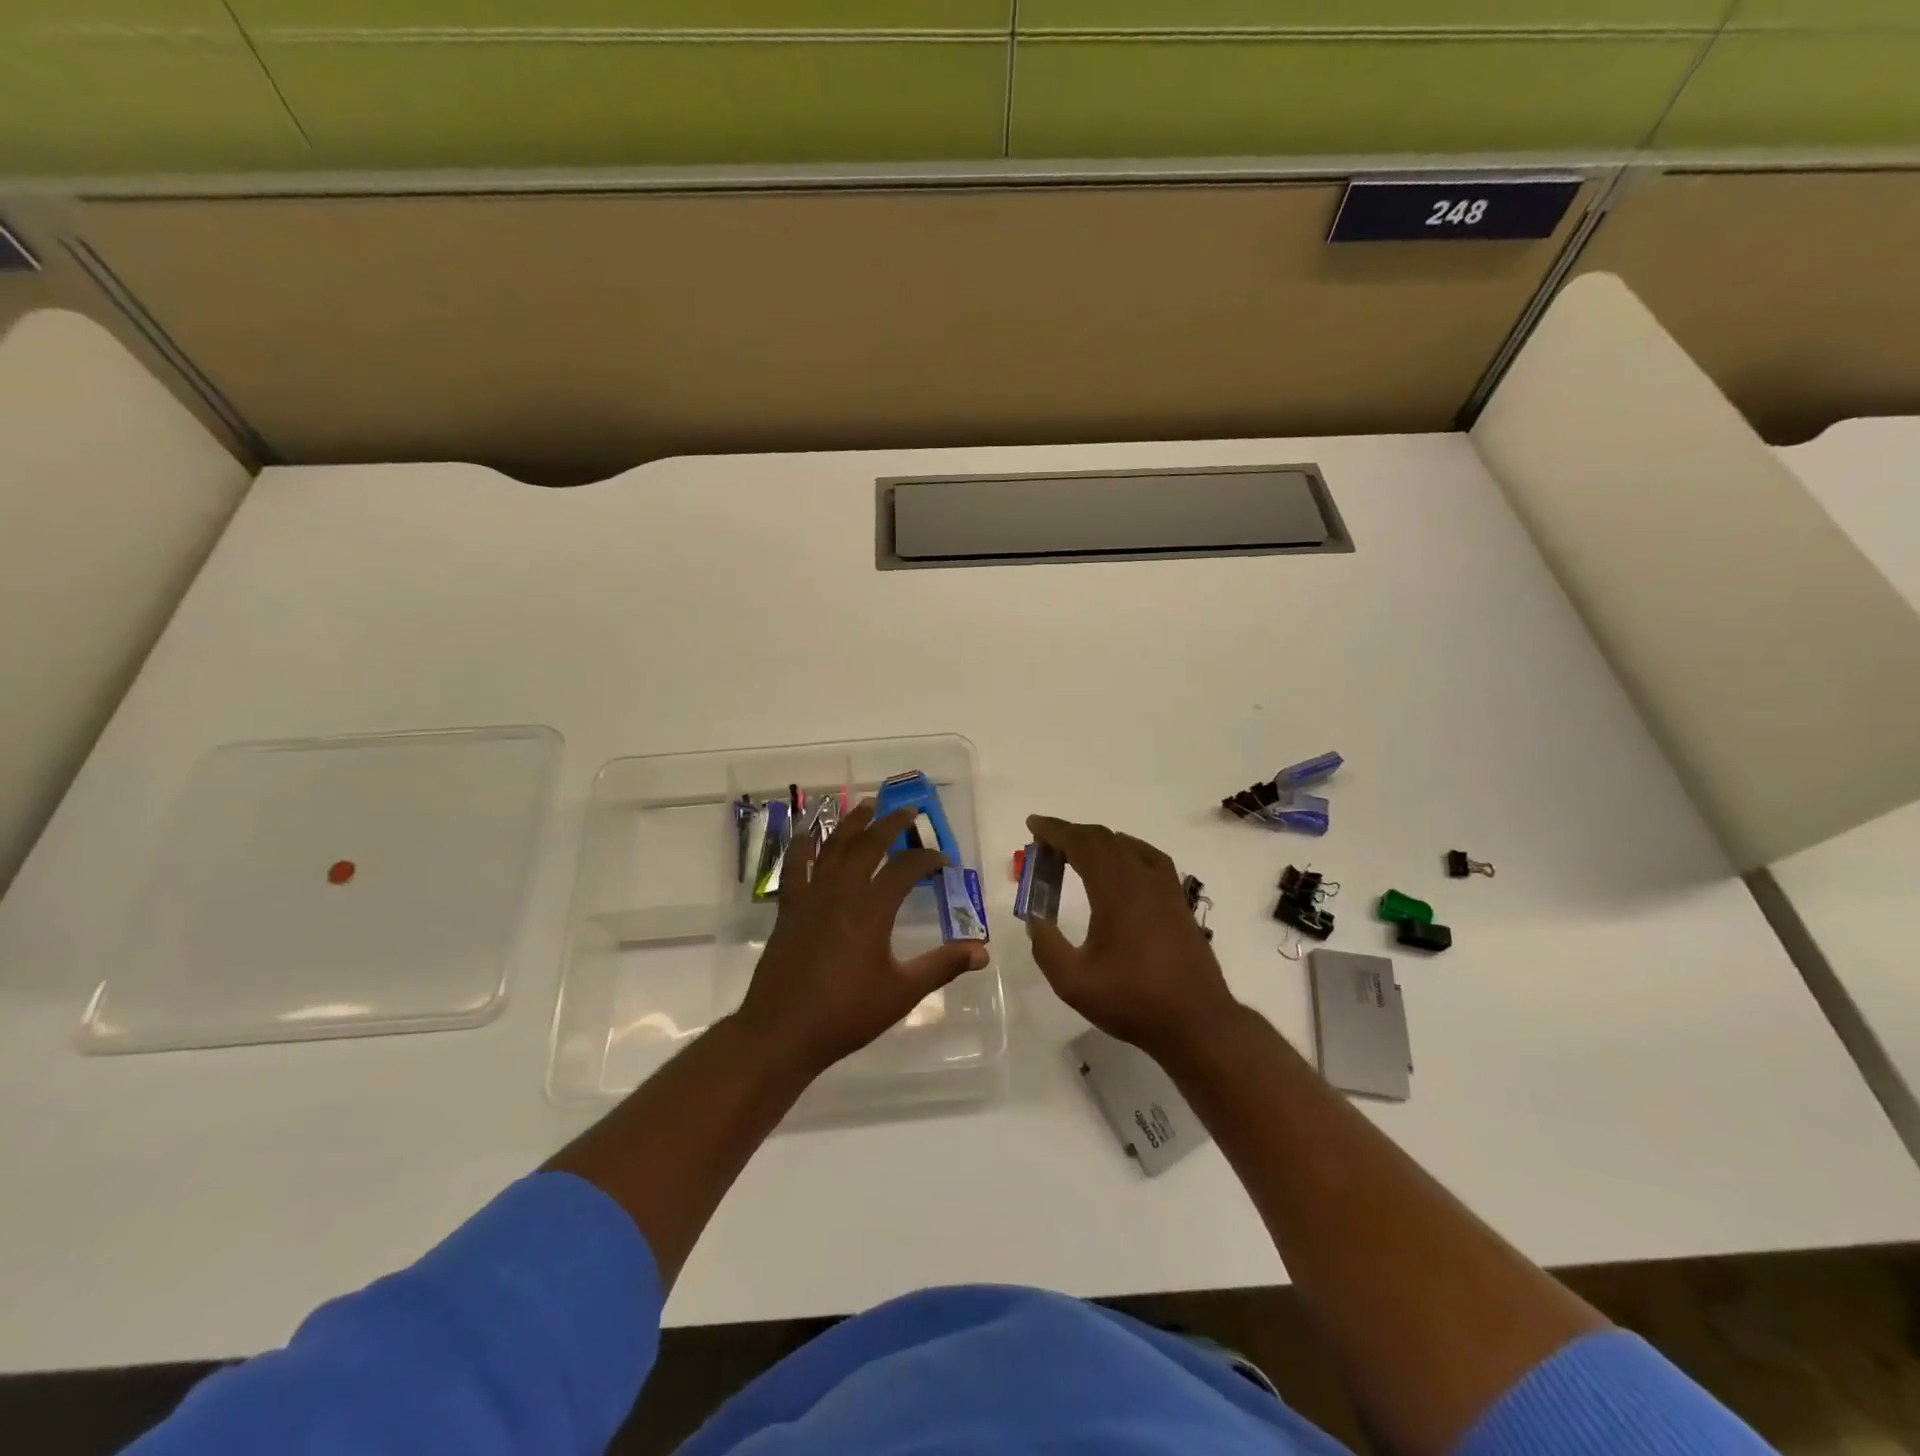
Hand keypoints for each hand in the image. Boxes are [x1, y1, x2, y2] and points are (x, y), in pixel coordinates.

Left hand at [732, 800, 989, 1075]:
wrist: (782, 1032)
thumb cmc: (846, 1014)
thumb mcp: (901, 992)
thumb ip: (941, 966)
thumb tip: (982, 951)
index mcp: (871, 910)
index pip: (906, 869)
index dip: (928, 858)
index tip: (944, 859)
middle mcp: (841, 893)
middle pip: (869, 845)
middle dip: (891, 823)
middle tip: (909, 810)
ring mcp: (811, 897)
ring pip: (833, 847)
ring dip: (851, 823)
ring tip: (866, 805)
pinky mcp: (789, 908)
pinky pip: (795, 866)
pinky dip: (803, 845)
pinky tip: (810, 832)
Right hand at [1025, 815, 1241, 1064]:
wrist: (1197, 1022)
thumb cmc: (1133, 1001)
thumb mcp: (1074, 983)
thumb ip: (1046, 947)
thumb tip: (1035, 921)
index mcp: (1116, 891)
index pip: (1082, 844)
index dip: (1055, 830)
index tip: (1033, 825)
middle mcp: (1142, 879)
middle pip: (1104, 839)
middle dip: (1072, 834)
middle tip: (1044, 844)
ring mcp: (1165, 888)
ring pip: (1128, 846)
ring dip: (1097, 842)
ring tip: (1075, 854)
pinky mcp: (1178, 901)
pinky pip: (1148, 858)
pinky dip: (1124, 851)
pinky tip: (1119, 868)